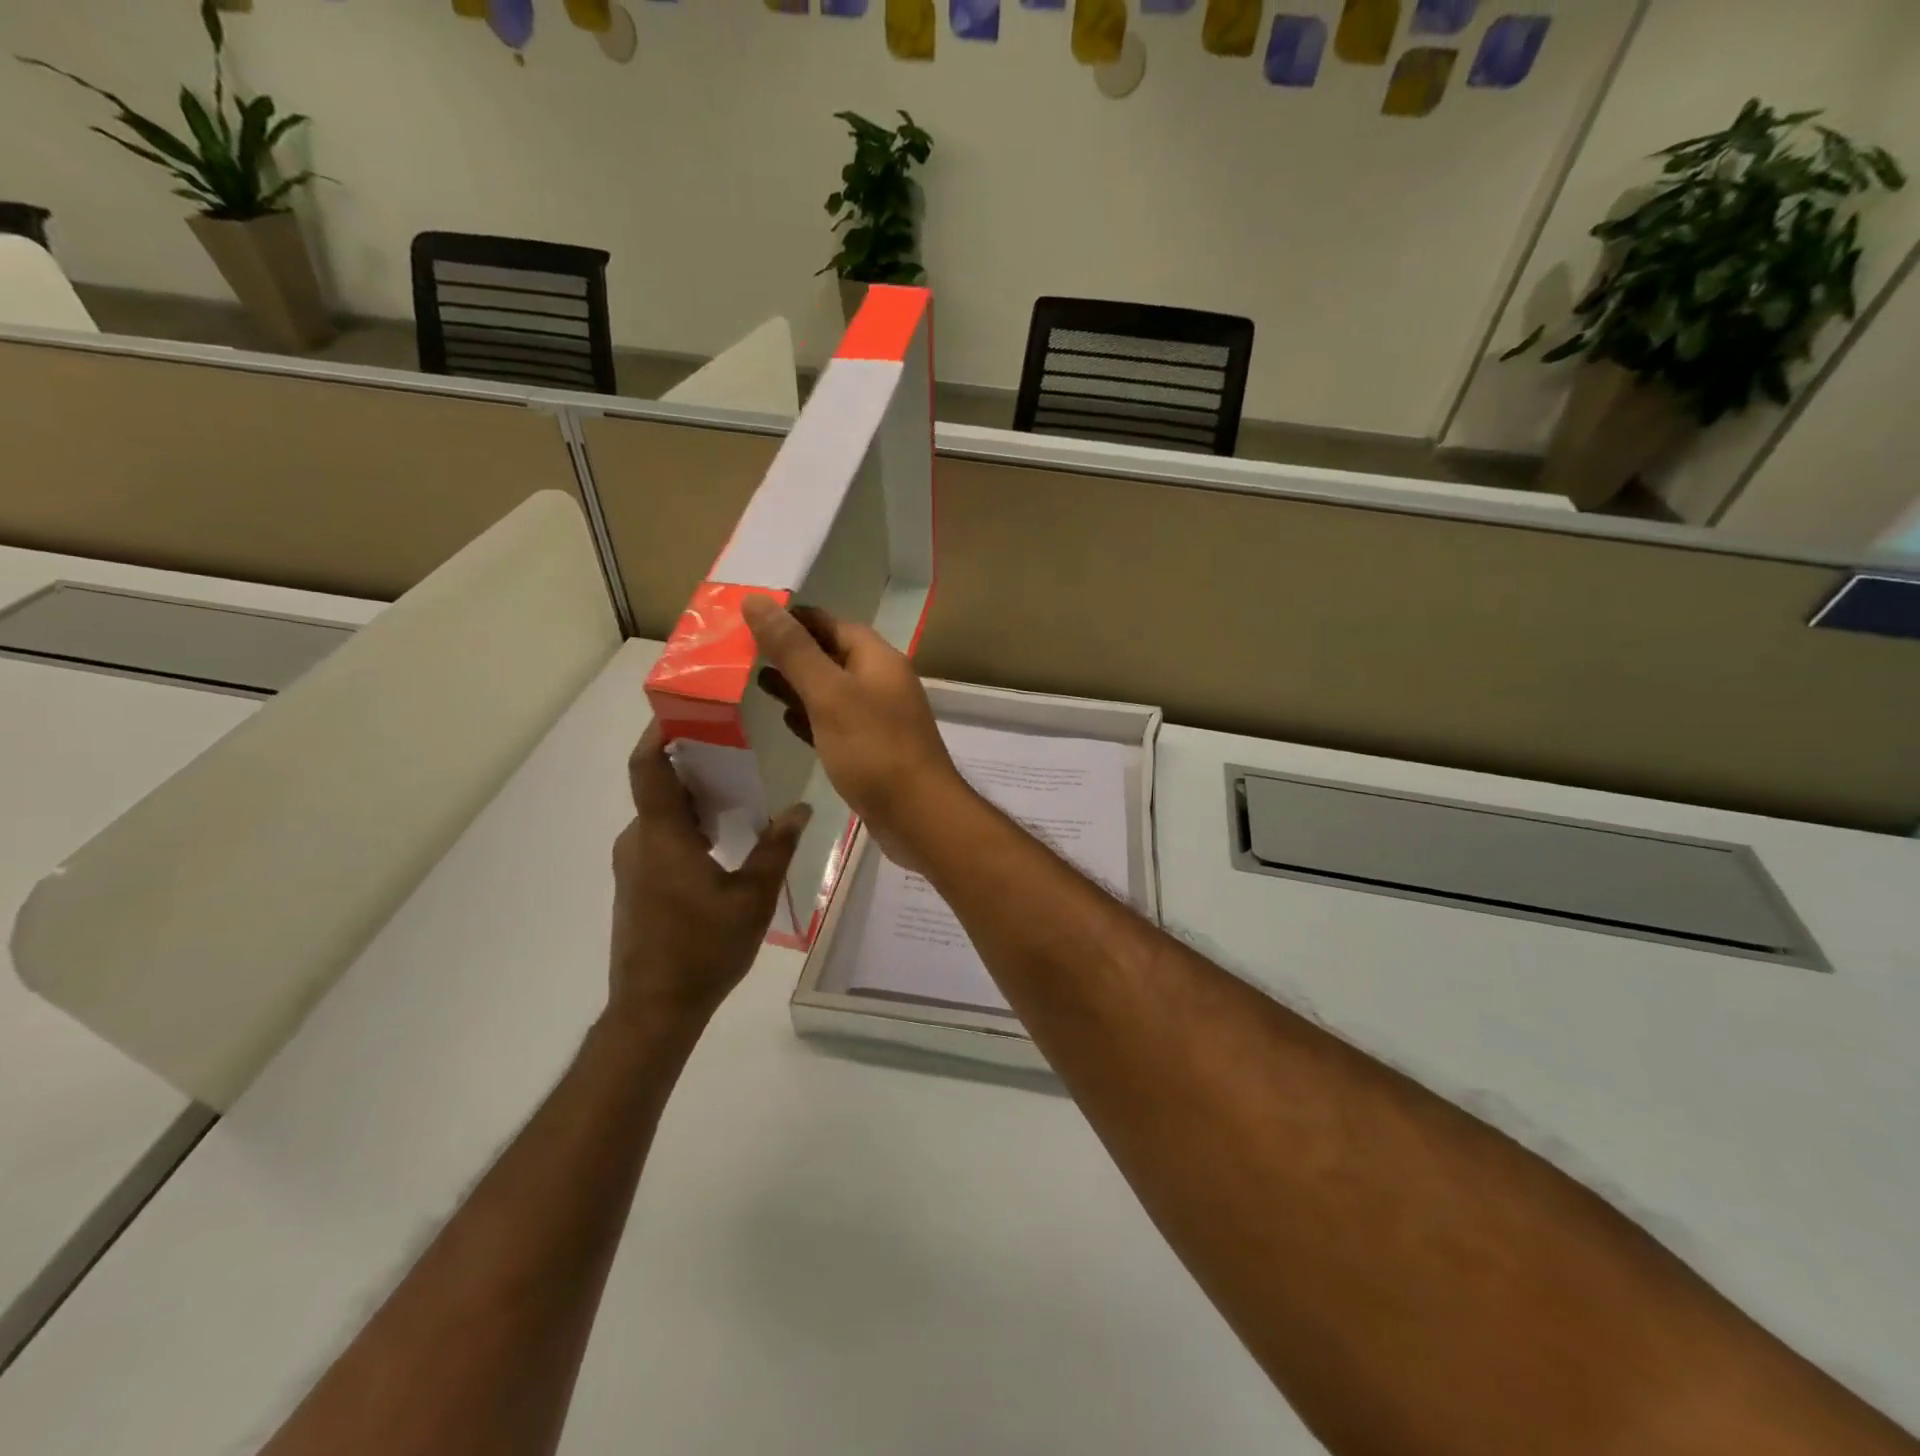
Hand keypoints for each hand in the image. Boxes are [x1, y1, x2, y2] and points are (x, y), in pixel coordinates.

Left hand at [608, 724, 809, 1028]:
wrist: (654, 1010)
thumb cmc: (703, 949)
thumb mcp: (752, 896)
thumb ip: (776, 847)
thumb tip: (801, 807)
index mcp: (662, 836)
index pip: (647, 766)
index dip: (659, 732)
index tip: (688, 708)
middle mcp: (639, 841)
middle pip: (658, 785)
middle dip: (693, 761)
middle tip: (738, 746)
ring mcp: (634, 864)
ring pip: (661, 813)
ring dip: (694, 796)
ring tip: (740, 788)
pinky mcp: (637, 884)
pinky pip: (661, 837)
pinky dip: (688, 824)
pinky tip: (725, 836)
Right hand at [743, 596, 969, 871]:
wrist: (918, 816)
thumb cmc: (874, 749)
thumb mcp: (829, 694)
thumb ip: (793, 650)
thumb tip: (756, 600)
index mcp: (877, 660)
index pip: (831, 624)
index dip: (793, 617)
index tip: (751, 616)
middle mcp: (880, 683)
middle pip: (830, 656)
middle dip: (790, 651)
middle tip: (742, 650)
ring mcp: (877, 718)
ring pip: (830, 691)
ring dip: (796, 685)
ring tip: (753, 680)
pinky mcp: (869, 750)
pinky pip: (834, 724)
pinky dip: (809, 718)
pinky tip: (783, 720)